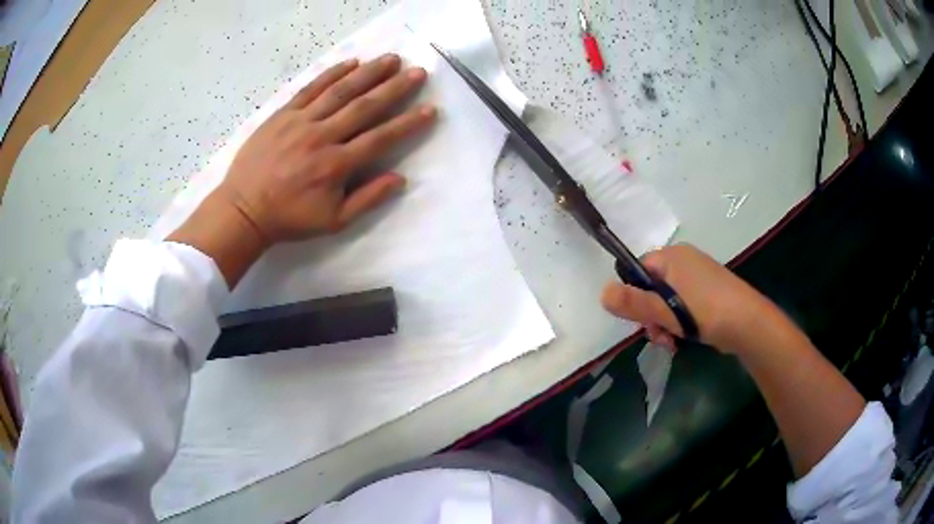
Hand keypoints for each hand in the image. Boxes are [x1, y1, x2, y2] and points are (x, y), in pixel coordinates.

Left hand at [168, 54, 436, 286]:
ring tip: (391, 59)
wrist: (243, 209)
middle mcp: (322, 137)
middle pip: (364, 107)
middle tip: (417, 72)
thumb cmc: (289, 218)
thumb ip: (367, 199)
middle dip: (394, 88)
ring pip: (340, 91)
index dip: (408, 124)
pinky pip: (310, 89)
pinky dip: (332, 74)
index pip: (380, 138)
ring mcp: (300, 122)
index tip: (430, 109)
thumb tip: (400, 179)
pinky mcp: (283, 114)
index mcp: (336, 165)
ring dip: (368, 73)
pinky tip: (351, 62)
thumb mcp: (333, 221)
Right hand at [600, 244, 781, 353]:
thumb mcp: (665, 310)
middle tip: (658, 336)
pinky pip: (683, 305)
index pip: (638, 270)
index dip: (634, 296)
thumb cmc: (705, 311)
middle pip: (652, 287)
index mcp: (673, 257)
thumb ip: (633, 303)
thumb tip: (601, 293)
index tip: (640, 320)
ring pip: (667, 300)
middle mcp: (684, 262)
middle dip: (650, 316)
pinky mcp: (708, 293)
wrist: (748, 323)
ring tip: (671, 343)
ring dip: (663, 323)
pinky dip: (678, 322)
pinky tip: (682, 340)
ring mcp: (698, 277)